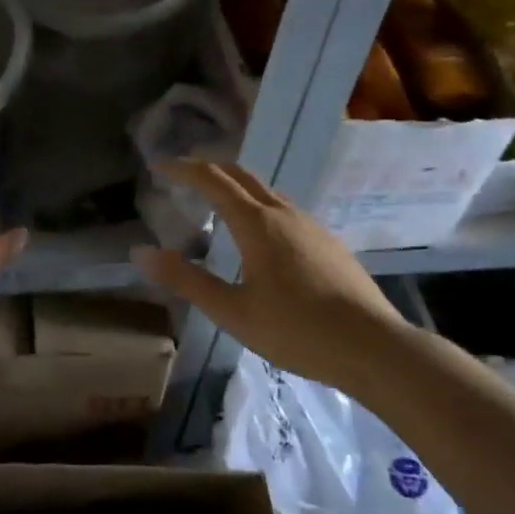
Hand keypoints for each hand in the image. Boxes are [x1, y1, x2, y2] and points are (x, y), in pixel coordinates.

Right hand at [131, 159, 406, 387]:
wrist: (374, 347)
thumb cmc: (296, 330)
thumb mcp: (232, 311)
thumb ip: (186, 279)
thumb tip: (141, 253)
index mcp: (257, 223)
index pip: (213, 180)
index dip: (183, 169)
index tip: (158, 166)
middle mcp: (284, 213)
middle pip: (241, 175)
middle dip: (209, 168)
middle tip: (183, 175)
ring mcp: (311, 225)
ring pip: (266, 191)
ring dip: (236, 186)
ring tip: (216, 204)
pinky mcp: (328, 242)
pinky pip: (285, 209)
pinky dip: (259, 206)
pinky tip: (259, 237)